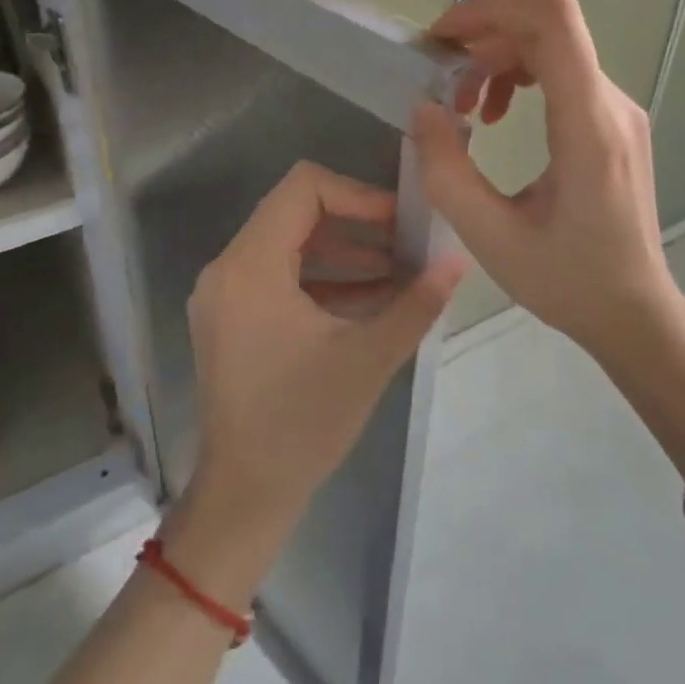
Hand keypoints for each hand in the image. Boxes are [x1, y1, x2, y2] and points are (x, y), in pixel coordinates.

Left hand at [180, 161, 465, 562]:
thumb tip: (458, 260)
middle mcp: (228, 269)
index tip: (400, 219)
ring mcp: (226, 294)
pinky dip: (325, 278)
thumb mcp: (369, 358)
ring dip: (345, 252)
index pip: (302, 188)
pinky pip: (281, 276)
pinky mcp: (232, 317)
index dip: (357, 194)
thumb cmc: (303, 424)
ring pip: (291, 245)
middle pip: (295, 213)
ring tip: (402, 269)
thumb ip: (416, 303)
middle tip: (409, 241)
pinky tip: (374, 297)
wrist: (246, 495)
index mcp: (250, 267)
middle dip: (358, 223)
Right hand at [411, 0, 684, 362]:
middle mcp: (612, 104)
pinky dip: (520, 77)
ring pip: (553, 47)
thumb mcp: (491, 238)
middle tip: (439, 77)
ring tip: (463, 107)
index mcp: (588, 126)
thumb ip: (446, 171)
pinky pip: (563, 73)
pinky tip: (496, 116)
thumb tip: (421, 109)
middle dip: (482, 37)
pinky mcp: (613, 123)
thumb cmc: (569, 281)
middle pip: (547, 27)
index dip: (492, 6)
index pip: (553, 20)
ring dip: (497, 60)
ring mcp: (618, 111)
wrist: (636, 312)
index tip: (443, 36)